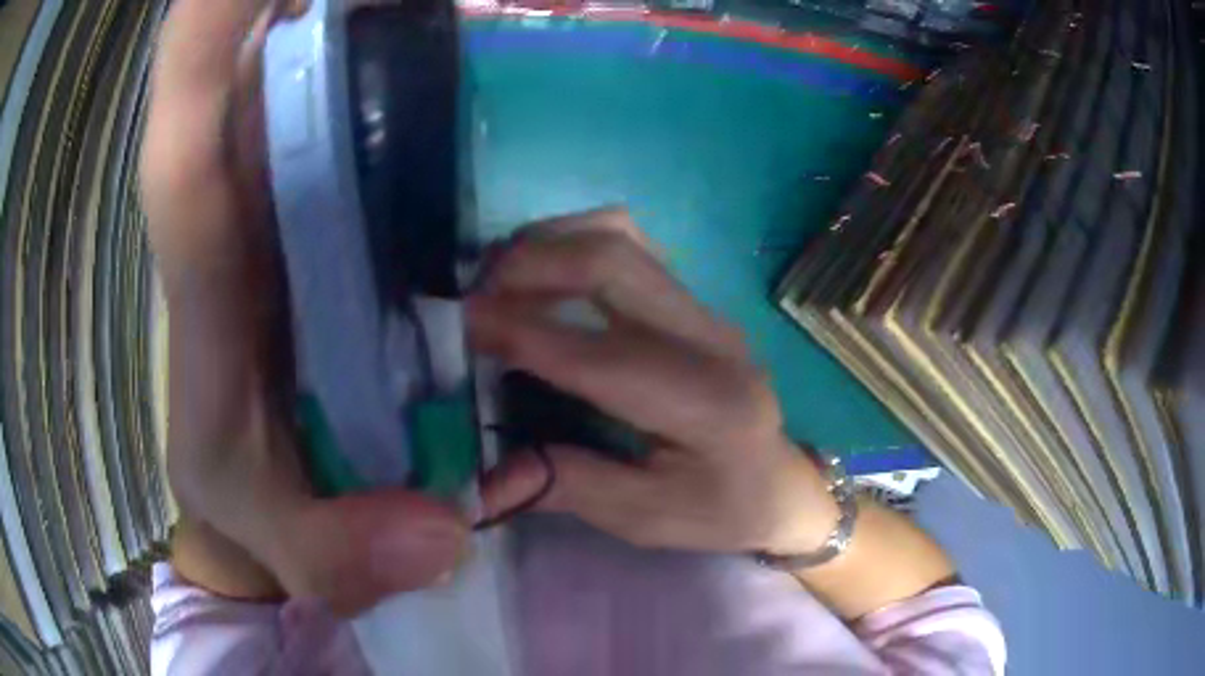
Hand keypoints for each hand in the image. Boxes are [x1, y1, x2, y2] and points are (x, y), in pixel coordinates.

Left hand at [141, 0, 465, 613]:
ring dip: (363, 18)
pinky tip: (446, 54)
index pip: (189, 118)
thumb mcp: (275, 541)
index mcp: (205, 268)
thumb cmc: (249, 502)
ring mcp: (294, 191)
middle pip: (258, 51)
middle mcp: (243, 201)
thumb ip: (336, 553)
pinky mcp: (337, 204)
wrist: (265, 492)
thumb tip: (438, 535)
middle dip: (307, 3)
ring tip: (431, 10)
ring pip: (312, 63)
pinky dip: (400, 65)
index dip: (212, 26)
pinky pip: (363, 108)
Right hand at [471, 209, 838, 554]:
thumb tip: (480, 481)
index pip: (600, 356)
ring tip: (500, 278)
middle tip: (476, 294)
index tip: (461, 322)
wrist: (778, 483)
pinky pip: (627, 245)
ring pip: (621, 235)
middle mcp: (712, 339)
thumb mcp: (645, 519)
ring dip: (550, 243)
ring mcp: (706, 309)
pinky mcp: (693, 301)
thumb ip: (566, 487)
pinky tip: (543, 277)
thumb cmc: (719, 511)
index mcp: (707, 405)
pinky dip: (573, 244)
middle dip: (531, 264)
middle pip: (614, 260)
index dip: (523, 334)